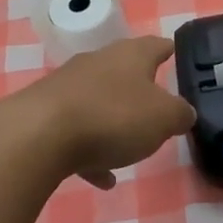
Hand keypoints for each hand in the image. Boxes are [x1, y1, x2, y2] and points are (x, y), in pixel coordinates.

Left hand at [7, 35, 196, 188]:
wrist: (39, 135)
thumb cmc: (113, 117)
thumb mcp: (163, 118)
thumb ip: (180, 114)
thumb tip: (184, 112)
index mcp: (130, 56)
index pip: (156, 45)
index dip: (168, 49)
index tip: (176, 53)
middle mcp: (97, 62)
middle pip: (123, 71)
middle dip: (139, 89)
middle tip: (156, 108)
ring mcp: (67, 86)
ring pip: (99, 102)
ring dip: (114, 123)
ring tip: (129, 151)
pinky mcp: (44, 113)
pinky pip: (76, 131)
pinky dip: (91, 152)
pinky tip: (100, 177)